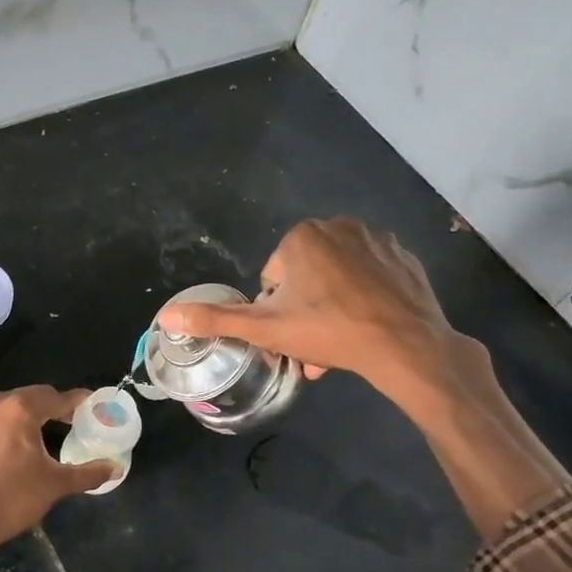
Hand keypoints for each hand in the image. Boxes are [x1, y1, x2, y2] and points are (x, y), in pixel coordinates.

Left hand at [0, 387, 114, 571]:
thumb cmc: (13, 498)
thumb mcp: (55, 485)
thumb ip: (88, 473)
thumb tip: (116, 468)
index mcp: (20, 409)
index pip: (55, 396)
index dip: (75, 402)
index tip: (89, 406)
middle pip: (28, 399)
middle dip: (48, 409)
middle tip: (66, 424)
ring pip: (2, 411)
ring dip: (20, 419)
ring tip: (33, 439)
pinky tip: (2, 452)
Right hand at [155, 217, 473, 416]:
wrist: (405, 345)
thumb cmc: (329, 331)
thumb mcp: (265, 329)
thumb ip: (216, 320)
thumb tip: (166, 318)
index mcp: (301, 237)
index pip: (273, 278)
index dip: (276, 311)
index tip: (291, 335)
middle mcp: (339, 225)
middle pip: (306, 278)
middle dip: (305, 312)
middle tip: (313, 345)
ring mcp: (377, 239)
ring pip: (337, 278)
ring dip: (331, 309)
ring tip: (338, 344)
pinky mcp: (404, 256)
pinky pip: (369, 277)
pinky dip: (363, 299)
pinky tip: (367, 327)